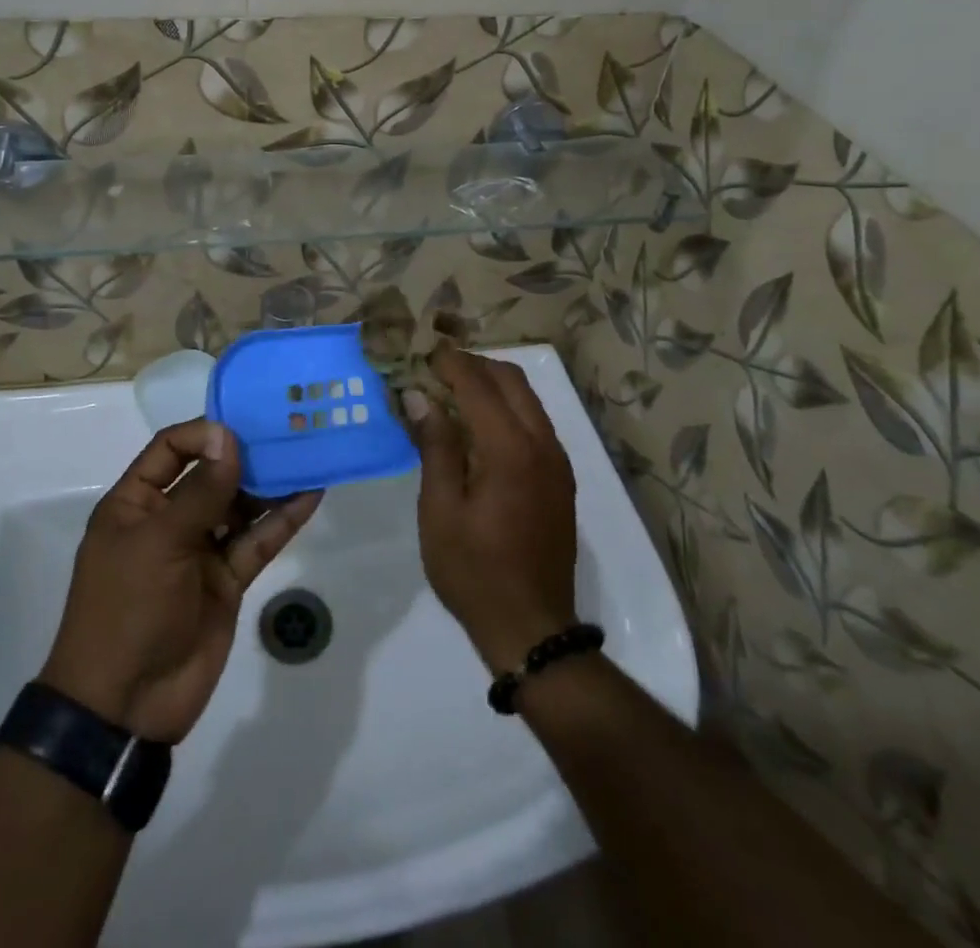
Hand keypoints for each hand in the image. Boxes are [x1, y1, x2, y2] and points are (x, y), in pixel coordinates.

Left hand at [39, 419, 322, 743]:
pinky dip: (282, 520)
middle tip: (288, 432)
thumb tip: (227, 437)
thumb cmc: (128, 609)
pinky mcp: (227, 580)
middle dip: (246, 455)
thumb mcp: (159, 543)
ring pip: (240, 506)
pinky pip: (257, 542)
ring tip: (307, 456)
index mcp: (136, 503)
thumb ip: (200, 491)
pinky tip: (311, 495)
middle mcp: (168, 519)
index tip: (244, 427)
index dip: (205, 433)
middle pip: (211, 474)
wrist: (126, 706)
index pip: (170, 449)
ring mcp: (200, 551)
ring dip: (270, 484)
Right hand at [404, 349, 578, 675]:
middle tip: (432, 369)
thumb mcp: (440, 511)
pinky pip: (534, 422)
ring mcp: (557, 460)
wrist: (533, 628)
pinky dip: (505, 408)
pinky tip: (477, 426)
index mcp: (510, 450)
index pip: (478, 384)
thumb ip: (435, 446)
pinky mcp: (560, 477)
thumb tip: (420, 396)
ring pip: (526, 398)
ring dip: (490, 384)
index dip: (447, 361)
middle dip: (472, 364)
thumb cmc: (474, 572)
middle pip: (510, 379)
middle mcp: (542, 444)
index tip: (419, 350)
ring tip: (450, 391)